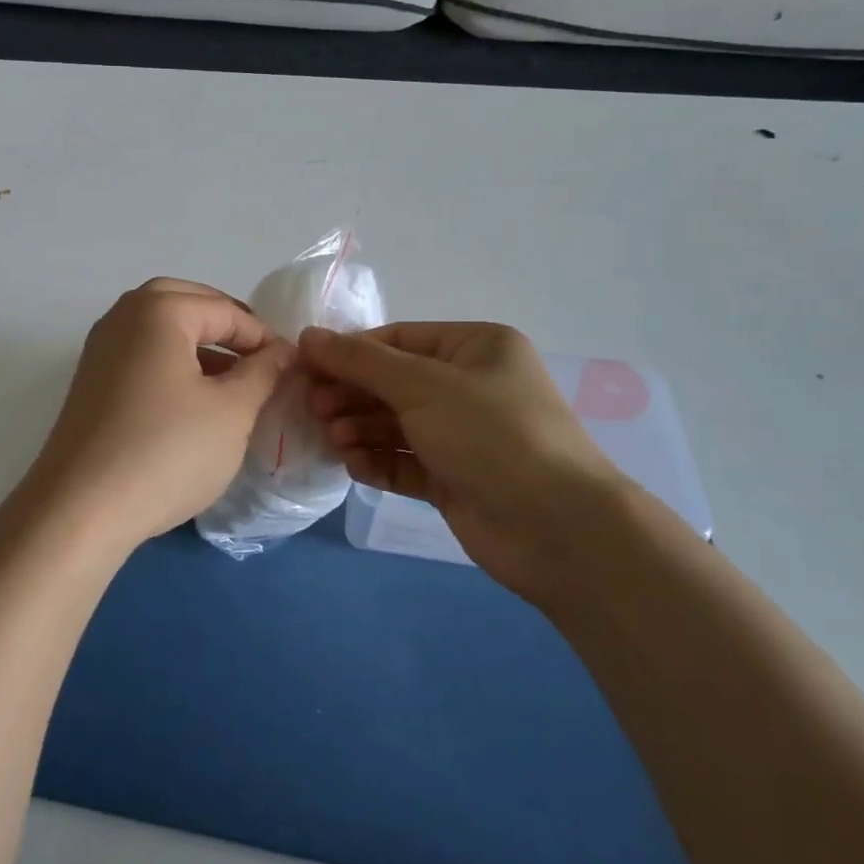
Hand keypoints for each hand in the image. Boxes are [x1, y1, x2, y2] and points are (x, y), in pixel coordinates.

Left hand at [22, 279, 293, 552]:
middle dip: (226, 327)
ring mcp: (100, 349)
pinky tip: (192, 403)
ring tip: (232, 383)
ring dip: (198, 345)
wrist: (80, 510)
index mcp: (159, 310)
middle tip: (257, 359)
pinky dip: (171, 364)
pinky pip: (141, 355)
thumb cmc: (166, 452)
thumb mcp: (231, 412)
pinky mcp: (90, 382)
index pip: (226, 310)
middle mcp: (123, 316)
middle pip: (186, 304)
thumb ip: (263, 372)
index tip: (290, 368)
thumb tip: (281, 350)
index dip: (263, 337)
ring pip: (160, 329)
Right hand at [300, 323, 629, 591]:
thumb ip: (361, 361)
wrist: (556, 528)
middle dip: (353, 395)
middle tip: (315, 410)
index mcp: (474, 348)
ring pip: (396, 423)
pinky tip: (356, 466)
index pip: (398, 340)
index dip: (350, 353)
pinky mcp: (455, 478)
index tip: (306, 368)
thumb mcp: (423, 385)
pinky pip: (406, 461)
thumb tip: (309, 335)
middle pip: (393, 382)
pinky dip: (379, 461)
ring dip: (361, 429)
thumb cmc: (491, 434)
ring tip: (335, 440)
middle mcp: (469, 386)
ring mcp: (463, 435)